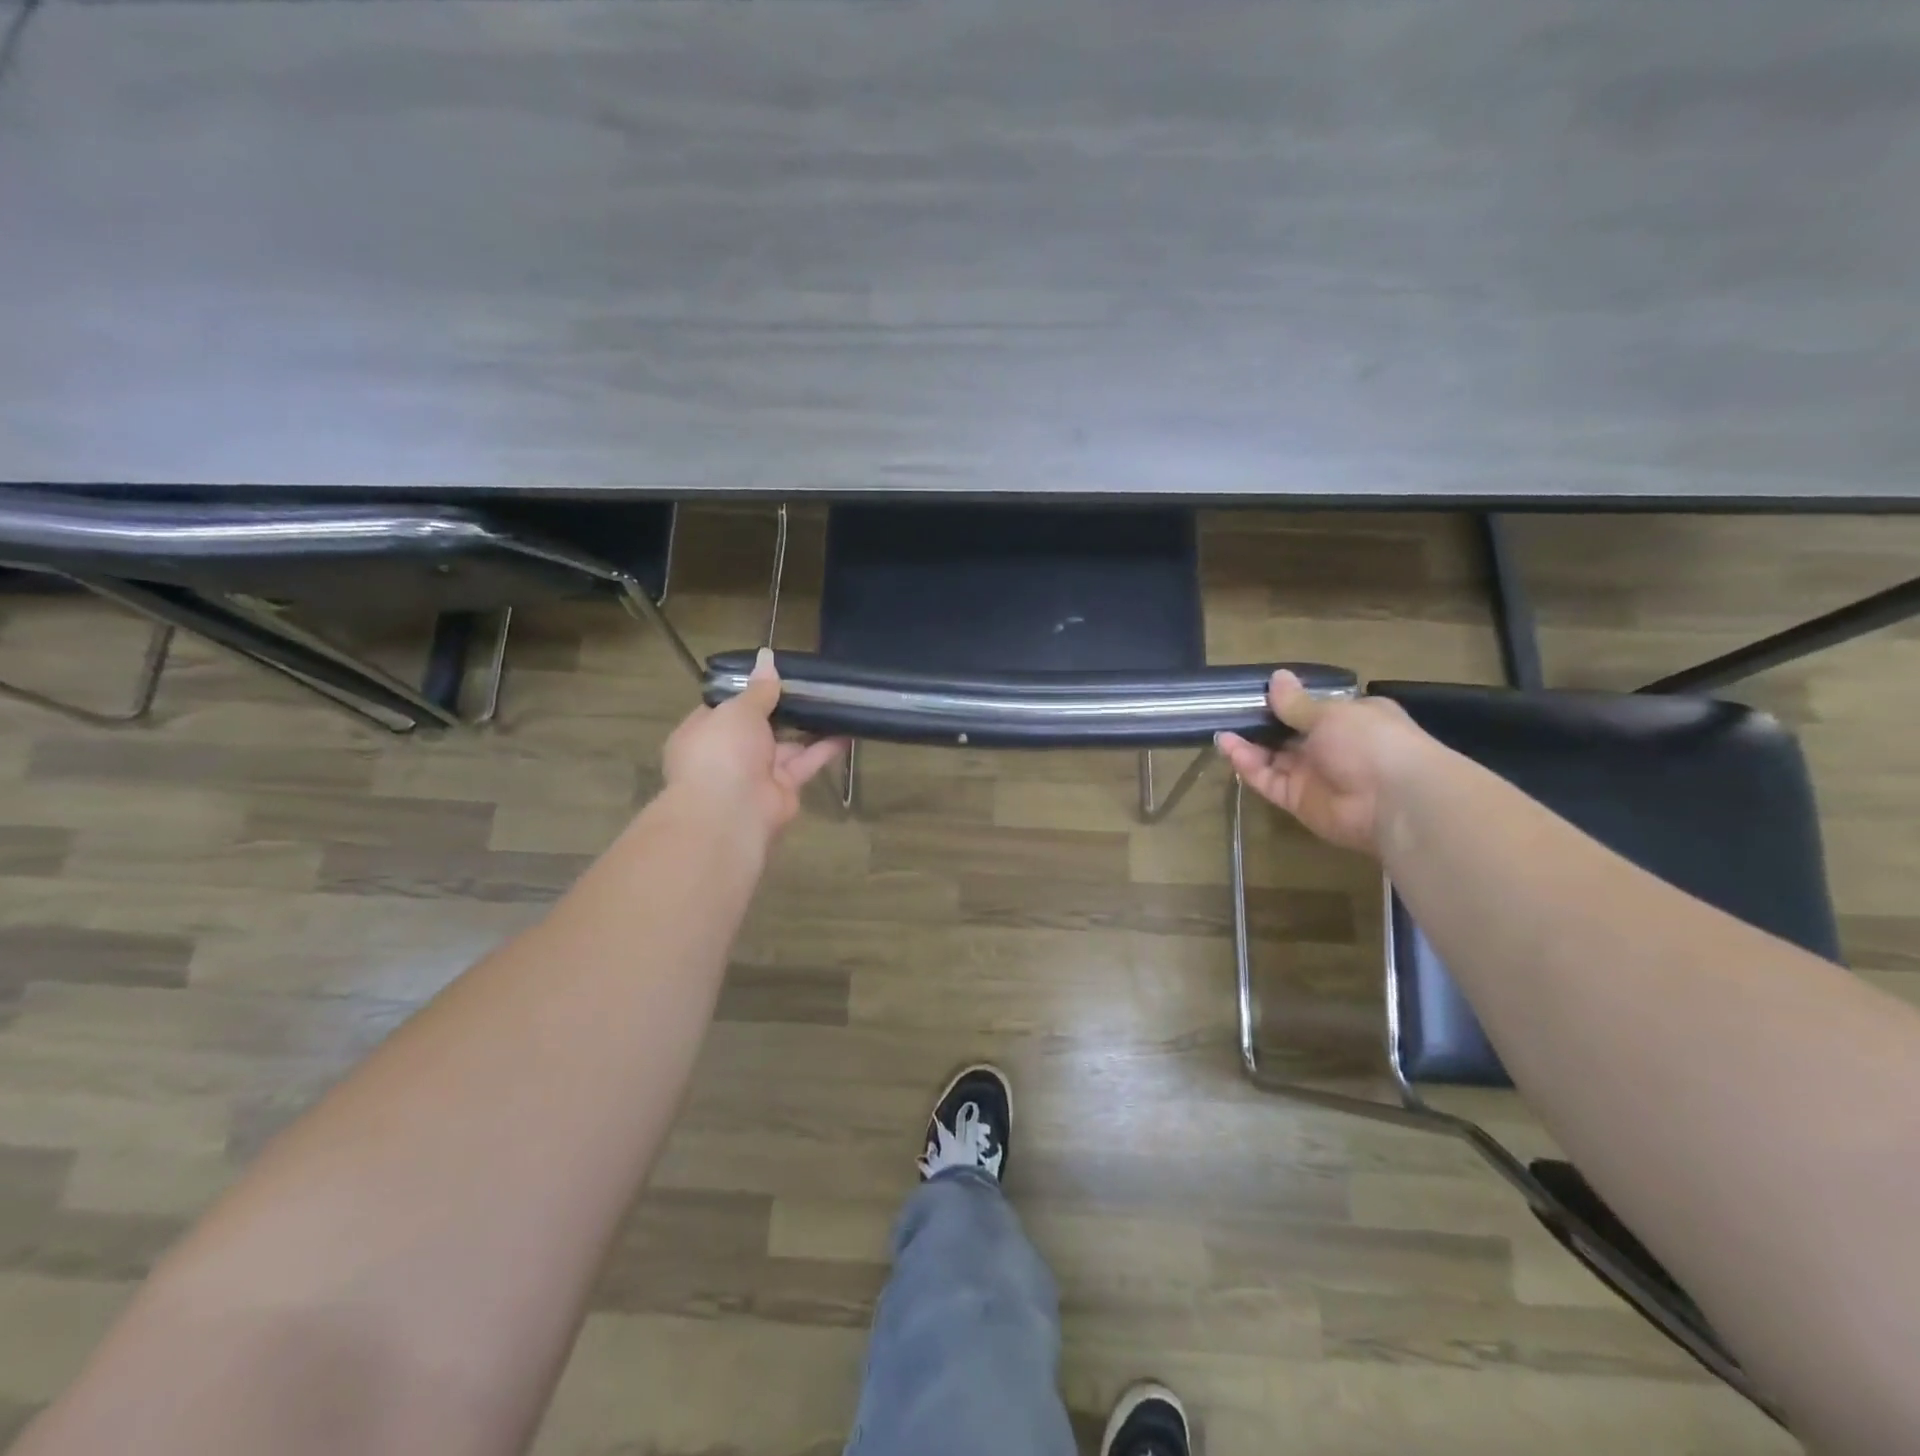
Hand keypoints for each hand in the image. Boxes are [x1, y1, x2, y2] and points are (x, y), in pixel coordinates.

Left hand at [662, 649, 847, 839]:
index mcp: (703, 733)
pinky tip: (846, 729)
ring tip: (833, 701)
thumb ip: (759, 689)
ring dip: (808, 727)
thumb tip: (767, 658)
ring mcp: (756, 773)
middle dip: (782, 709)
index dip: (747, 691)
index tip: (773, 675)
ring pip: (786, 745)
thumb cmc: (722, 751)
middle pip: (759, 727)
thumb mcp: (738, 710)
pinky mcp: (784, 789)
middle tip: (810, 684)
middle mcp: (727, 754)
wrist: (731, 812)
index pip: (725, 708)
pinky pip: (805, 763)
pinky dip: (824, 748)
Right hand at [1217, 671, 1433, 857]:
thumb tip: (1276, 677)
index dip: (1285, 701)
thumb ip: (1296, 703)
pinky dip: (1248, 765)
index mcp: (1350, 719)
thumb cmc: (1370, 741)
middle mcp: (1332, 746)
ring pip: (1273, 758)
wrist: (1394, 801)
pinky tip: (1228, 747)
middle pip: (1288, 734)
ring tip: (1220, 729)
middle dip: (1261, 724)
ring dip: (1248, 744)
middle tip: (1228, 711)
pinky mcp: (1298, 800)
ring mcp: (1314, 775)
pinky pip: (1268, 780)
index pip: (1313, 709)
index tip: (1255, 692)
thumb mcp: (1331, 713)